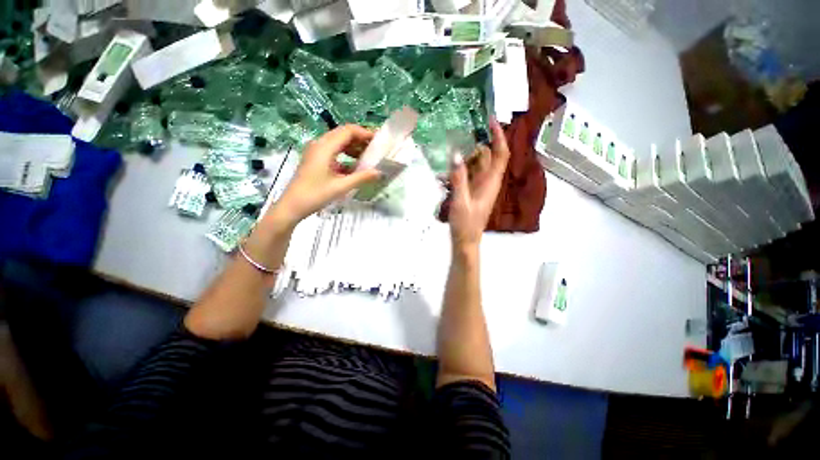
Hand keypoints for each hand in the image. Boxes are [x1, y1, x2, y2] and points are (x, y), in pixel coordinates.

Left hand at [270, 125, 380, 226]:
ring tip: (368, 157)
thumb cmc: (316, 195)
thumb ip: (362, 177)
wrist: (292, 206)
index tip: (379, 141)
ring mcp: (316, 151)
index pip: (348, 131)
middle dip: (360, 139)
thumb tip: (379, 172)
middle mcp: (319, 144)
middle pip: (343, 134)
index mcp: (325, 147)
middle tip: (376, 149)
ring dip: (353, 147)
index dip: (364, 133)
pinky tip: (355, 166)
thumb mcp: (341, 187)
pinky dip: (346, 155)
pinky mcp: (315, 159)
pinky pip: (333, 151)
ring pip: (338, 142)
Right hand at [448, 119, 510, 251]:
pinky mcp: (472, 192)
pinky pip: (468, 175)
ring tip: (449, 155)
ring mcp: (480, 187)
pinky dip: (459, 170)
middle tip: (458, 139)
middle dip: (475, 146)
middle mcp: (488, 182)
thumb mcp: (461, 201)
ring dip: (465, 159)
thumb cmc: (465, 224)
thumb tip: (456, 154)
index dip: (499, 137)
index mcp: (490, 183)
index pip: (501, 155)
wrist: (465, 241)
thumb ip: (459, 178)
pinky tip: (445, 173)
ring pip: (476, 165)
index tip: (491, 121)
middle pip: (487, 157)